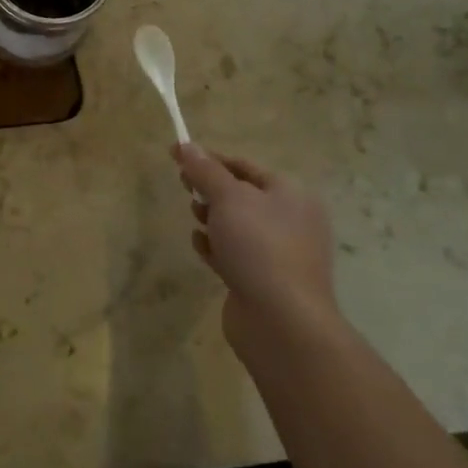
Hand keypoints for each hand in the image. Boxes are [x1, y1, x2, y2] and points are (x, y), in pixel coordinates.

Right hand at [173, 143, 337, 349]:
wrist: (282, 321)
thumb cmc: (259, 247)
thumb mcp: (228, 198)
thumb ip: (205, 171)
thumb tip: (185, 145)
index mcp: (291, 195)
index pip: (245, 166)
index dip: (210, 159)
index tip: (176, 157)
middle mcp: (291, 221)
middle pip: (241, 195)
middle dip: (210, 190)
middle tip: (184, 190)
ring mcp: (279, 254)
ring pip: (236, 226)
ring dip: (212, 219)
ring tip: (196, 221)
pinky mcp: (264, 280)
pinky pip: (235, 254)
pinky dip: (216, 248)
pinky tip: (202, 249)